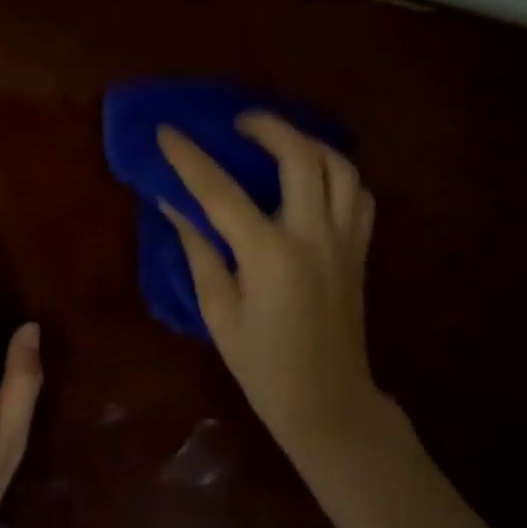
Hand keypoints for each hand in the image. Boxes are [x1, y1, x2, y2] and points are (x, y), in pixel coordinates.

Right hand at [157, 114, 378, 452]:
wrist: (329, 404)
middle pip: (299, 156)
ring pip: (339, 166)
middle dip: (267, 127)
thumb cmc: (263, 366)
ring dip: (307, 143)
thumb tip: (172, 203)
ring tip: (279, 141)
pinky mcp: (360, 250)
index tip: (166, 131)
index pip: (220, 191)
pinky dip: (336, 174)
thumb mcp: (219, 311)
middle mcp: (312, 236)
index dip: (189, 158)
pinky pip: (358, 193)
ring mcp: (344, 240)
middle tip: (239, 123)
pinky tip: (313, 179)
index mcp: (269, 255)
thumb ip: (199, 249)